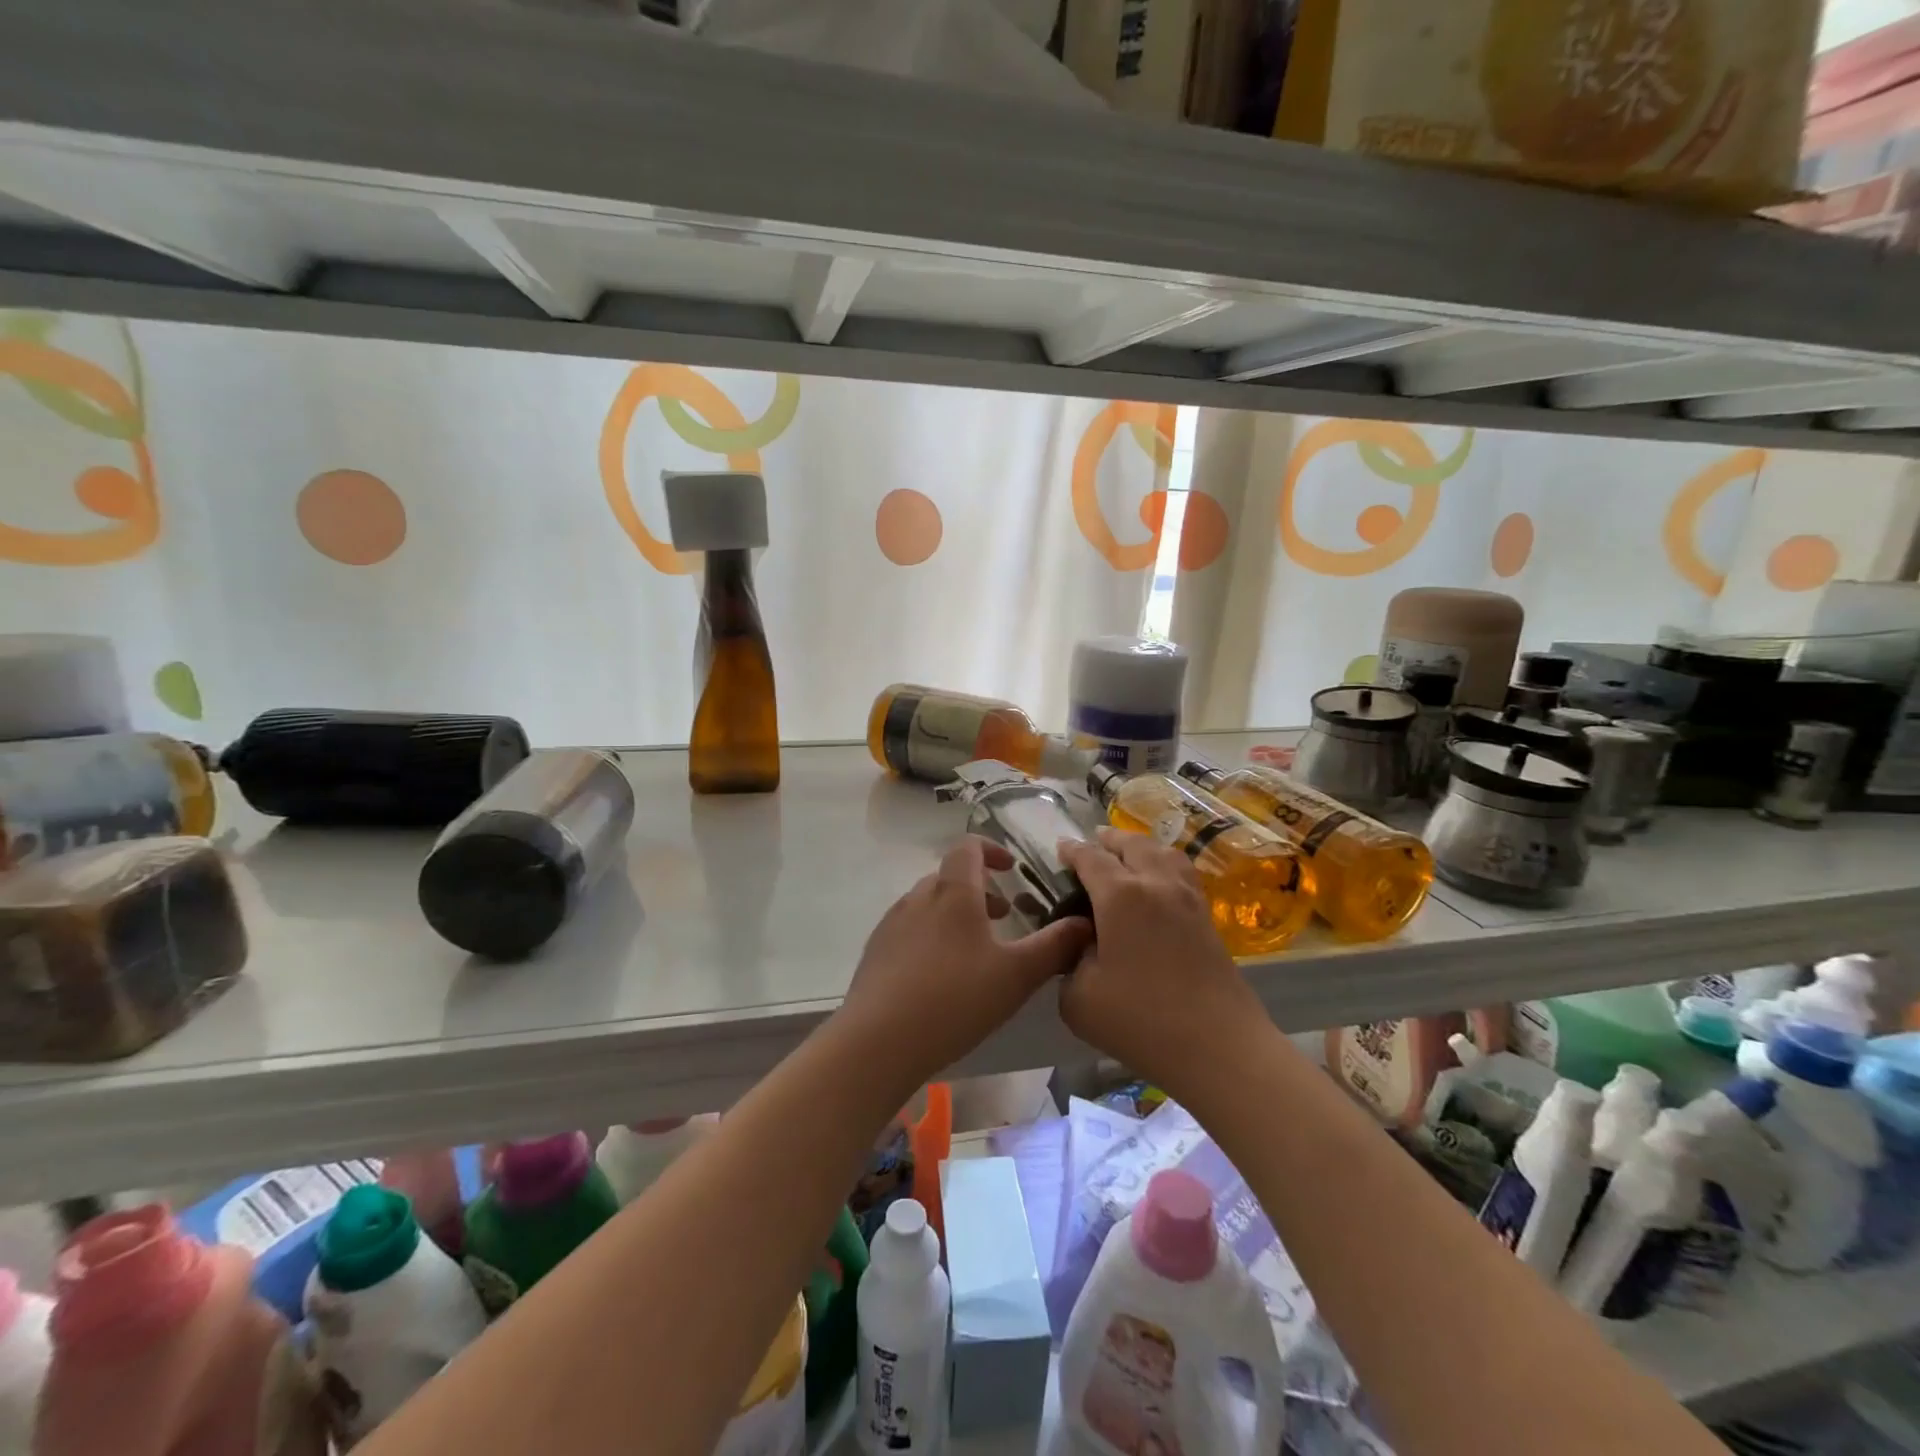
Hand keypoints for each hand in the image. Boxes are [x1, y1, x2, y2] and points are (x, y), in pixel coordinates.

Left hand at [835, 836, 1092, 1089]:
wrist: (878, 1040)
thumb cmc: (955, 999)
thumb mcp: (1016, 976)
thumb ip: (1054, 946)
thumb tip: (1084, 923)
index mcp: (953, 892)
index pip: (968, 847)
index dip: (992, 850)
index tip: (1011, 870)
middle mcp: (919, 897)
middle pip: (950, 876)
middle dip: (979, 889)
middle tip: (1004, 916)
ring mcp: (892, 923)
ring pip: (929, 903)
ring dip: (955, 913)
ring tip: (976, 949)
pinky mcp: (876, 951)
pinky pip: (910, 928)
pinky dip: (932, 935)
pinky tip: (941, 975)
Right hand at [1056, 828, 1270, 1096]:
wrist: (1218, 1046)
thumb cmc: (1141, 1020)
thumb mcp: (1078, 998)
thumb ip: (1069, 962)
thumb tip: (1081, 947)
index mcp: (1120, 895)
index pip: (1090, 858)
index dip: (1072, 851)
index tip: (1059, 849)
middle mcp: (1156, 883)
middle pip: (1132, 844)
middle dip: (1108, 840)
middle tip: (1092, 843)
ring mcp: (1187, 898)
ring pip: (1163, 852)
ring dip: (1140, 846)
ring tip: (1127, 854)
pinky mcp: (1207, 917)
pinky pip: (1182, 873)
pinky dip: (1164, 864)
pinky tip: (1157, 882)